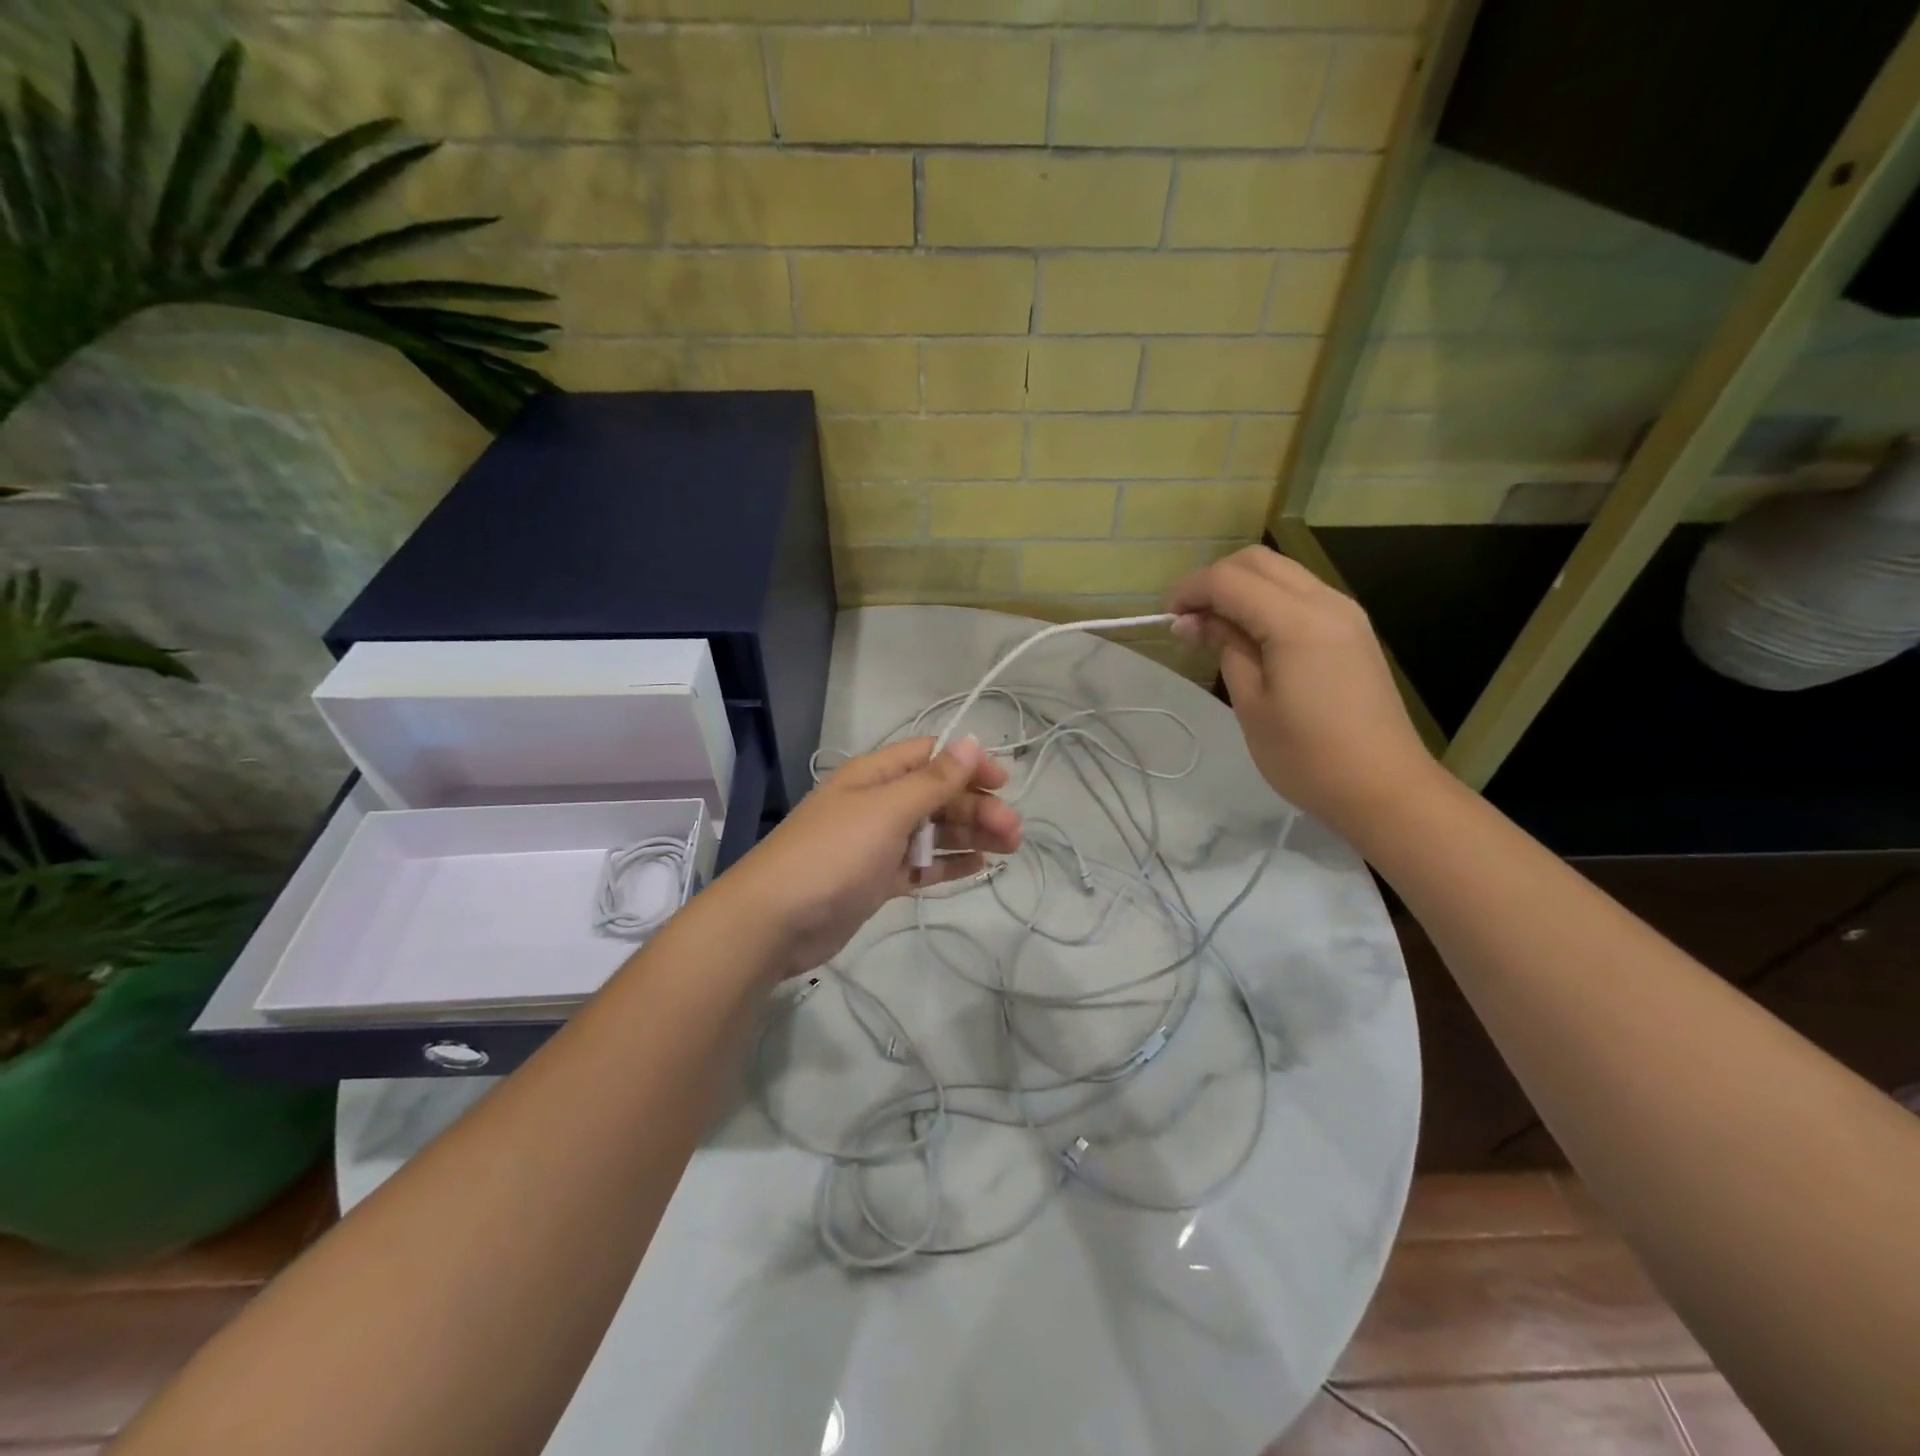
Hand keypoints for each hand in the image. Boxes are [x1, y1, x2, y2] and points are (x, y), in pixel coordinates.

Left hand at [717, 735, 1022, 978]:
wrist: (774, 921)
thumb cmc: (833, 854)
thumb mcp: (887, 810)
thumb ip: (933, 780)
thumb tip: (971, 740)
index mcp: (875, 776)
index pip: (931, 757)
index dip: (968, 764)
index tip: (1004, 783)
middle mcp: (877, 804)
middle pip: (937, 796)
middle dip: (977, 808)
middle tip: (1014, 833)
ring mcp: (876, 844)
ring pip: (933, 832)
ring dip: (970, 835)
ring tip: (1010, 848)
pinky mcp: (876, 880)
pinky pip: (920, 865)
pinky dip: (948, 863)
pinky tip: (979, 867)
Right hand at [1167, 546, 1440, 835]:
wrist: (1383, 787)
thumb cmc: (1307, 755)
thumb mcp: (1251, 704)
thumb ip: (1225, 648)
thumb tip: (1194, 621)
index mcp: (1298, 621)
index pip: (1230, 579)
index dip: (1191, 591)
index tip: (1166, 619)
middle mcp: (1326, 602)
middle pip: (1257, 561)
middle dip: (1214, 580)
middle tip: (1188, 620)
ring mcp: (1345, 613)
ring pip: (1281, 572)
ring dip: (1240, 588)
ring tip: (1213, 628)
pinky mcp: (1352, 630)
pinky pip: (1300, 594)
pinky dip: (1266, 600)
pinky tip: (1249, 635)